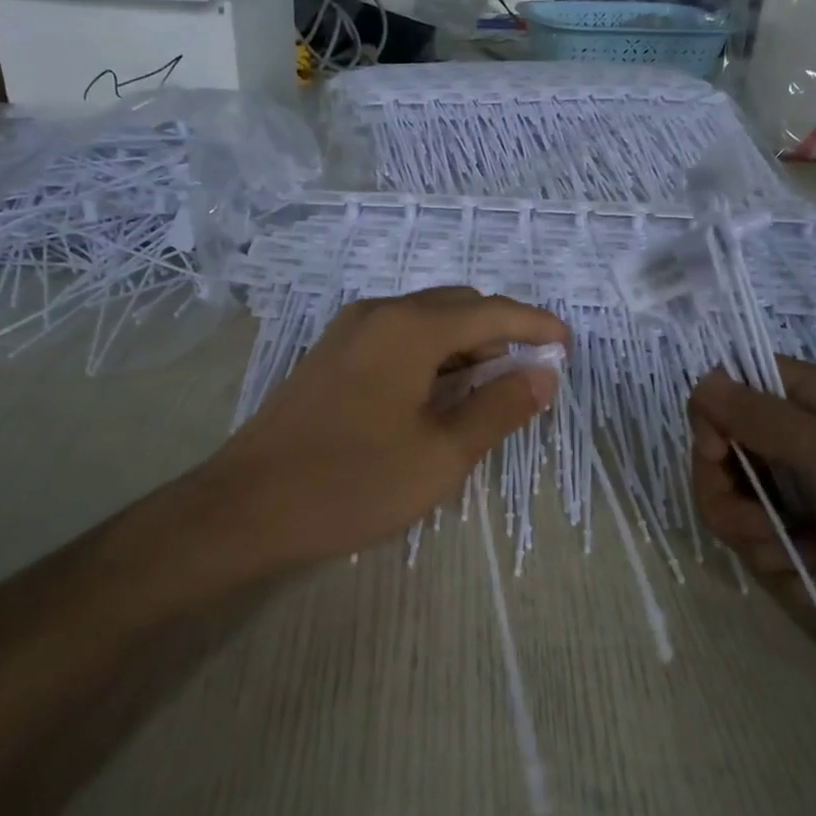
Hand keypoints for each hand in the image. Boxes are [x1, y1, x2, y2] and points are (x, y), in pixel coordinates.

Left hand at [203, 288, 567, 572]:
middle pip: (457, 308)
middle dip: (501, 335)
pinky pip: (397, 340)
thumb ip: (499, 408)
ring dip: (465, 347)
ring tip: (492, 390)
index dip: (535, 327)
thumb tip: (543, 375)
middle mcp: (378, 314)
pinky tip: (440, 394)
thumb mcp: (441, 454)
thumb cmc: (353, 483)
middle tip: (531, 376)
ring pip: (425, 323)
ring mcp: (347, 333)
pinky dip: (431, 357)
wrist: (247, 507)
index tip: (567, 347)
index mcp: (409, 328)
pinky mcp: (330, 357)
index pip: (491, 312)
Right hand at [687, 359, 815, 702]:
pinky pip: (775, 551)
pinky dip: (798, 571)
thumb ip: (765, 421)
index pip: (740, 388)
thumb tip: (703, 380)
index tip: (719, 459)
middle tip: (767, 532)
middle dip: (734, 501)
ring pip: (746, 511)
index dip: (715, 420)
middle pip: (730, 456)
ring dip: (767, 544)